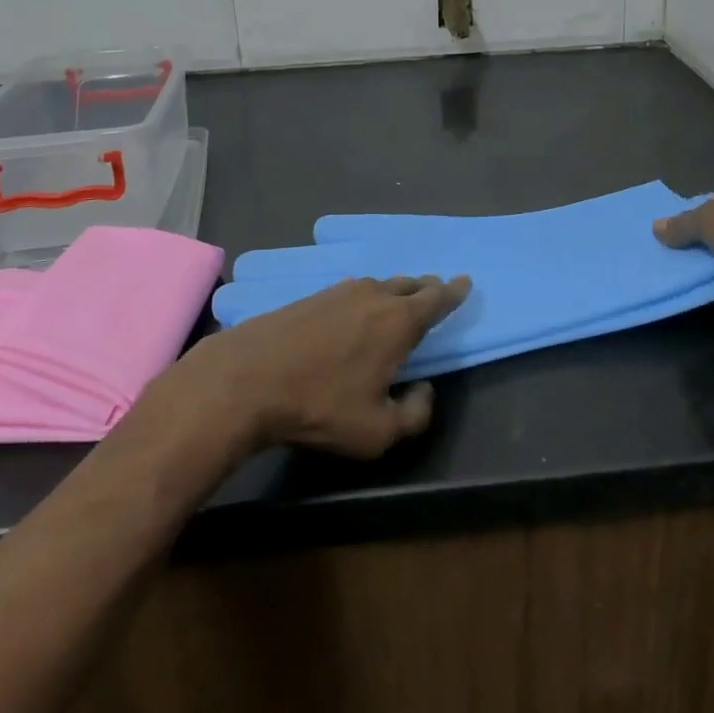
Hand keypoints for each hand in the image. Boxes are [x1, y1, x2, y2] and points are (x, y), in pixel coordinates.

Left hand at [149, 276, 470, 460]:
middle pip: (408, 285)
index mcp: (398, 322)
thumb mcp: (377, 432)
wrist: (247, 379)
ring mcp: (339, 292)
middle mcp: (374, 296)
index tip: (466, 281)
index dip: (454, 291)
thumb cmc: (320, 406)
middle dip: (425, 288)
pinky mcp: (311, 298)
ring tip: (399, 299)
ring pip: (378, 285)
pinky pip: (351, 291)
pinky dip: (364, 297)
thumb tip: (425, 391)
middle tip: (435, 290)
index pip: (436, 299)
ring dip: (394, 291)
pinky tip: (355, 308)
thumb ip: (415, 415)